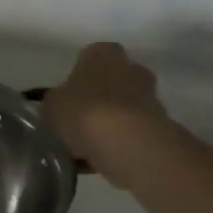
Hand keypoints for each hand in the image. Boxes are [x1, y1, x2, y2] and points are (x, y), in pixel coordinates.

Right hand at [40, 42, 171, 186]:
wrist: (129, 144)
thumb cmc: (84, 112)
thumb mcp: (51, 104)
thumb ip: (55, 101)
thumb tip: (59, 106)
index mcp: (102, 53)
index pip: (88, 57)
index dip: (76, 78)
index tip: (67, 98)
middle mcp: (130, 68)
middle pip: (110, 82)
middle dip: (97, 99)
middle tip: (77, 120)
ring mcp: (150, 96)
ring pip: (122, 108)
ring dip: (109, 123)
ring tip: (86, 146)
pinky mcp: (160, 125)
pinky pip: (131, 132)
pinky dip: (118, 142)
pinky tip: (99, 160)